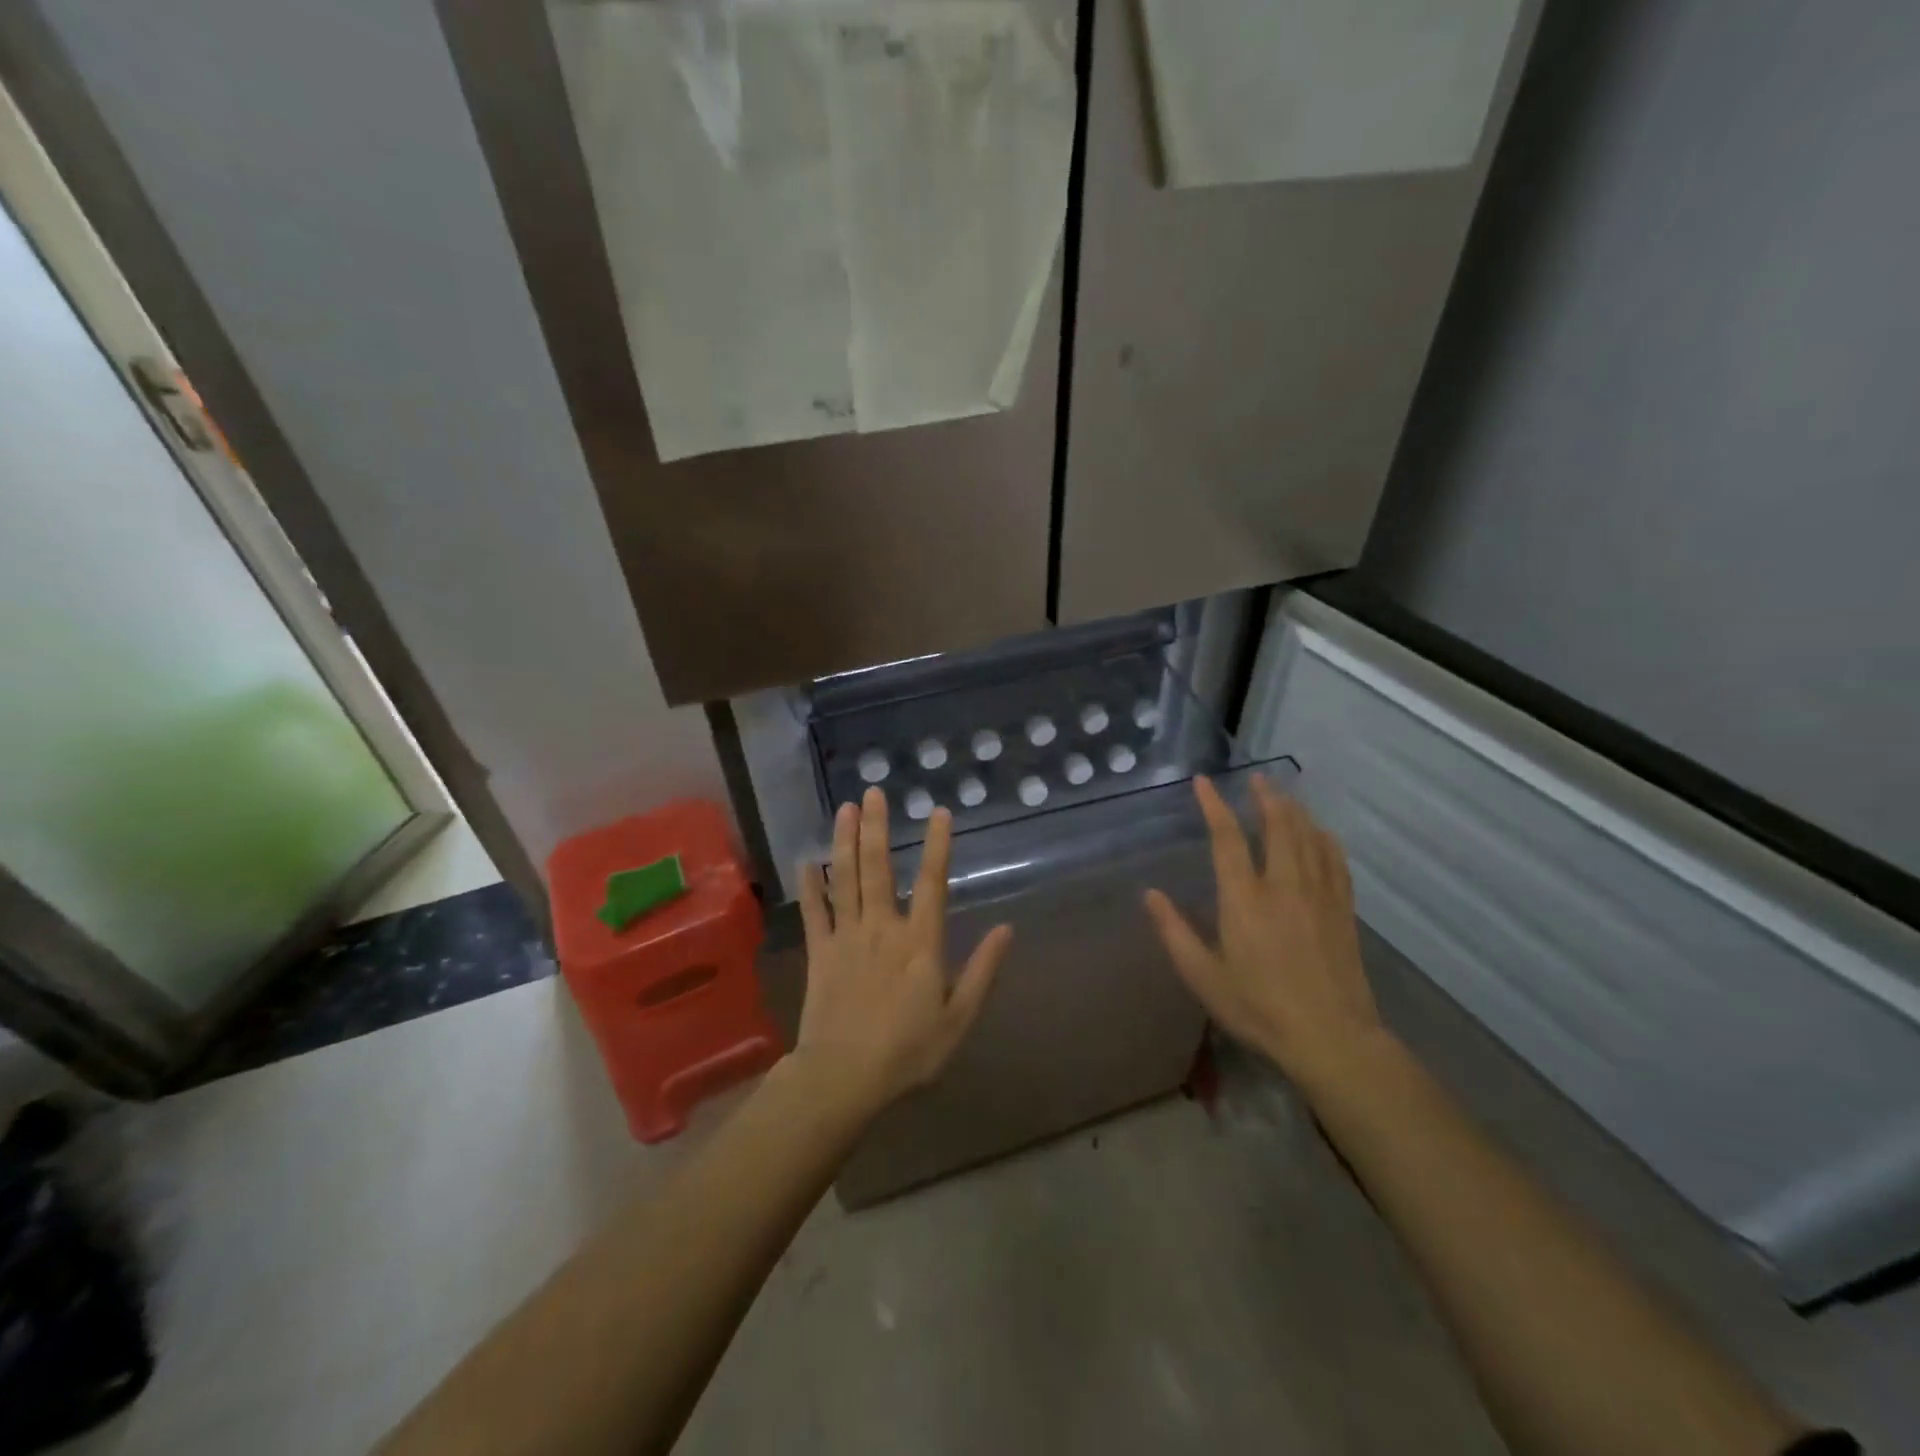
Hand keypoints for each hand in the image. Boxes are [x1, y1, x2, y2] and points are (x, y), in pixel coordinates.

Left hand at [794, 787, 1012, 1120]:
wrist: (844, 1078)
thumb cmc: (909, 1052)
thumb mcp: (959, 1019)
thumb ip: (983, 971)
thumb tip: (1007, 929)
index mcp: (919, 942)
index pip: (931, 882)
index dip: (936, 845)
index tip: (938, 812)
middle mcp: (882, 928)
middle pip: (878, 868)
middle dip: (876, 827)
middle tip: (874, 792)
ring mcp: (846, 937)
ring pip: (844, 879)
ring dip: (844, 841)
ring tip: (845, 808)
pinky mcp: (820, 953)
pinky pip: (815, 912)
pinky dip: (811, 885)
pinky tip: (807, 860)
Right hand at [1144, 775, 1385, 1088]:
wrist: (1332, 1038)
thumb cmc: (1259, 1008)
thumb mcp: (1204, 977)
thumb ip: (1174, 932)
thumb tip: (1150, 894)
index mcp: (1244, 899)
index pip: (1227, 839)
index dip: (1214, 806)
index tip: (1204, 782)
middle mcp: (1283, 886)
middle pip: (1277, 826)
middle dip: (1265, 797)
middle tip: (1257, 778)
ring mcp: (1319, 895)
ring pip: (1308, 837)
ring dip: (1294, 810)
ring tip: (1282, 794)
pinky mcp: (1343, 910)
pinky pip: (1335, 860)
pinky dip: (1324, 838)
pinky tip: (1320, 832)